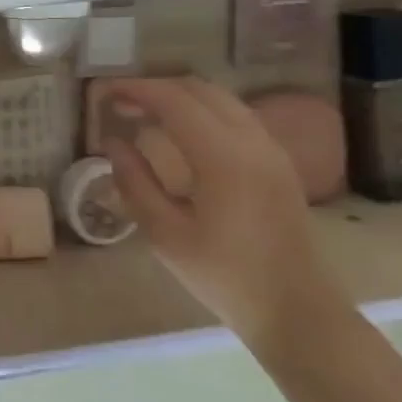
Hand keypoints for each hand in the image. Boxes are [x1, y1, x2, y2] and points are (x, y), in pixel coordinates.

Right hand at [101, 77, 353, 358]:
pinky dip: (202, 110)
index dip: (135, 89)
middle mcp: (252, 142)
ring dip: (180, 97)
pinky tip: (181, 134)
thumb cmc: (226, 277)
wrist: (298, 312)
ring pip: (220, 99)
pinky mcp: (279, 164)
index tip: (103, 93)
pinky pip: (236, 116)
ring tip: (145, 114)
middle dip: (156, 88)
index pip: (173, 100)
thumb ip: (135, 182)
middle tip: (120, 103)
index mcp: (224, 157)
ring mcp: (271, 150)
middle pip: (199, 90)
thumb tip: (113, 142)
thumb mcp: (165, 234)